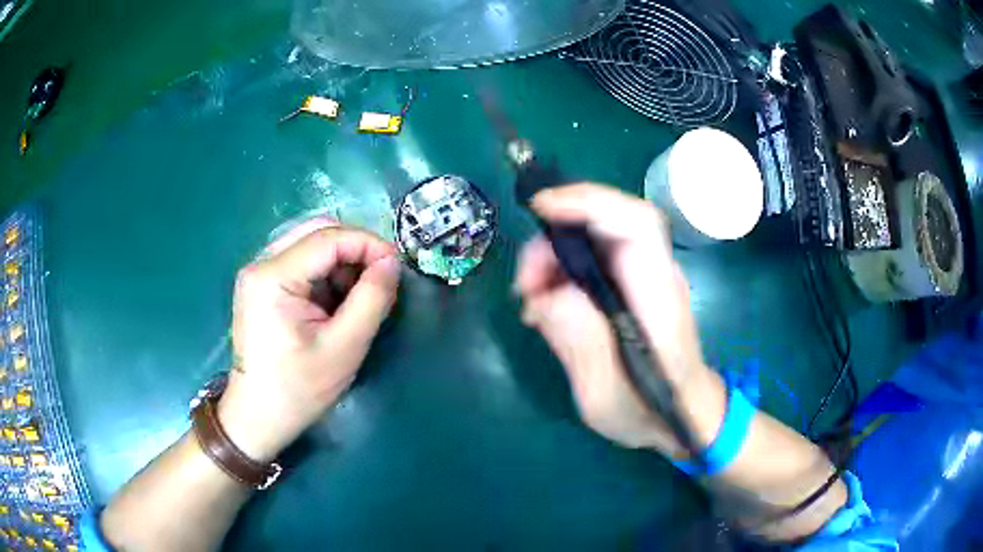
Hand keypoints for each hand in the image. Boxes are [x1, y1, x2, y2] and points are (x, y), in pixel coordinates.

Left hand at [218, 217, 400, 460]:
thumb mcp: (344, 347)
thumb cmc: (299, 388)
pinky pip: (300, 262)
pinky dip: (325, 274)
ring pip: (310, 243)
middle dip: (354, 250)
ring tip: (355, 299)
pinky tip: (333, 304)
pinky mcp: (261, 284)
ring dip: (340, 262)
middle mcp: (260, 263)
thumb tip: (392, 262)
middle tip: (377, 280)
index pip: (329, 237)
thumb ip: (372, 298)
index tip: (396, 267)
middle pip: (317, 231)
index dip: (369, 244)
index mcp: (273, 276)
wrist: (258, 416)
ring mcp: (257, 273)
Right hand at [516, 184, 712, 453]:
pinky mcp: (630, 285)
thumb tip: (547, 294)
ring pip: (593, 239)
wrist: (684, 415)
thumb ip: (581, 344)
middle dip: (555, 239)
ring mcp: (644, 278)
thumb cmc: (650, 412)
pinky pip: (591, 260)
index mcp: (658, 299)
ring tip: (530, 301)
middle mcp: (655, 276)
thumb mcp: (606, 395)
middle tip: (525, 286)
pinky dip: (560, 273)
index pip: (637, 225)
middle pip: (608, 222)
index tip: (541, 209)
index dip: (590, 203)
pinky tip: (544, 305)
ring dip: (553, 258)